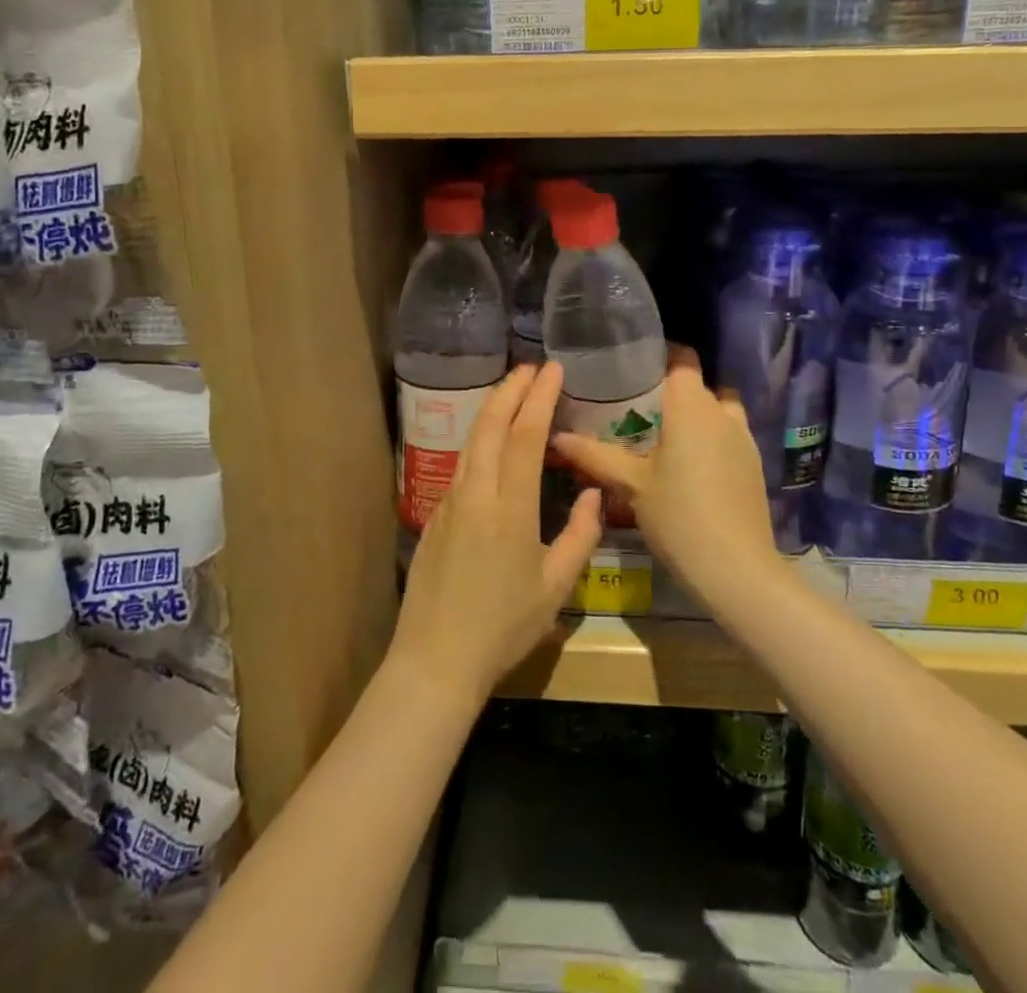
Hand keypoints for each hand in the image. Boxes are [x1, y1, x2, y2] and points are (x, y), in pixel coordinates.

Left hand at [390, 362, 602, 704]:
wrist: (435, 658)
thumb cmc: (503, 626)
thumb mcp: (555, 587)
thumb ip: (580, 535)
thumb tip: (591, 492)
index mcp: (509, 507)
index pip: (526, 436)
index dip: (539, 398)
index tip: (552, 370)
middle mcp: (476, 493)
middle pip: (491, 426)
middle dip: (512, 390)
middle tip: (532, 367)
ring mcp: (450, 501)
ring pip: (472, 440)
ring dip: (493, 409)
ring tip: (512, 390)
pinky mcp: (437, 514)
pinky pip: (462, 461)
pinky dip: (480, 436)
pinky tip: (491, 438)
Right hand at [553, 346, 780, 608]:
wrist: (736, 568)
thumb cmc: (678, 515)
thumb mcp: (630, 484)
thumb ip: (594, 455)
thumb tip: (556, 436)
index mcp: (691, 405)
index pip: (682, 359)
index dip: (660, 357)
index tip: (632, 370)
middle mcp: (722, 412)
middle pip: (698, 385)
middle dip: (670, 392)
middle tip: (635, 410)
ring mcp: (743, 438)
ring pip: (717, 410)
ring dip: (695, 415)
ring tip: (664, 437)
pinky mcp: (754, 464)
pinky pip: (729, 435)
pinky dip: (711, 439)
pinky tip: (689, 467)